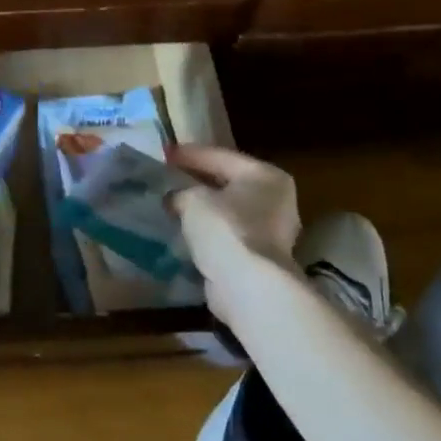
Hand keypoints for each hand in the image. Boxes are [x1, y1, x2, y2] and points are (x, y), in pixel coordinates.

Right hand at [168, 145, 301, 297]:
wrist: (248, 287)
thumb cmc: (225, 229)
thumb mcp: (193, 199)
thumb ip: (181, 192)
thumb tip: (175, 198)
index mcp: (265, 176)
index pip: (220, 156)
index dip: (189, 154)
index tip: (164, 153)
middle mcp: (275, 200)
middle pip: (228, 183)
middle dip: (198, 181)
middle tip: (169, 176)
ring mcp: (272, 231)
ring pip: (229, 211)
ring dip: (204, 210)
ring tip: (173, 204)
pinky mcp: (261, 258)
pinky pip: (228, 235)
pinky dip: (209, 233)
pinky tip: (186, 231)